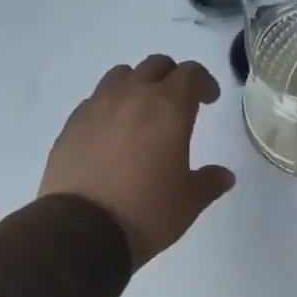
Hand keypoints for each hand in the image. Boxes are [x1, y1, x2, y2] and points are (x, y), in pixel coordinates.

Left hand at [40, 55, 234, 265]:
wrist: (83, 230)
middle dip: (172, 78)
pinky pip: (95, 101)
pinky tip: (113, 135)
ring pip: (120, 76)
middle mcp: (131, 96)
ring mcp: (96, 107)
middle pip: (155, 66)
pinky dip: (110, 108)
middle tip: (180, 103)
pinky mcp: (71, 125)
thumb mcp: (190, 201)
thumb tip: (225, 175)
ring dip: (137, 85)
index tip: (209, 100)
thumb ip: (210, 181)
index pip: (190, 73)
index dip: (204, 83)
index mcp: (168, 107)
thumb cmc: (148, 211)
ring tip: (143, 113)